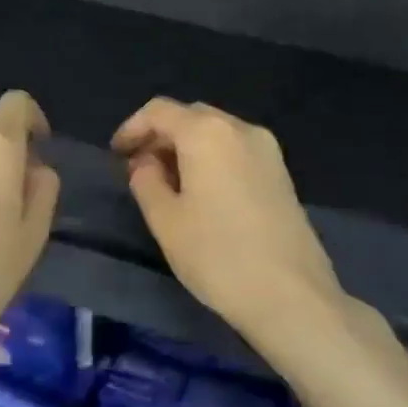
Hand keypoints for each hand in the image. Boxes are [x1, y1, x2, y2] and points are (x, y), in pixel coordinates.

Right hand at [111, 98, 343, 350]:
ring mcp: (268, 150)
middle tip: (139, 169)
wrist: (292, 295)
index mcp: (207, 133)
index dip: (132, 127)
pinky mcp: (282, 173)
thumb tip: (146, 163)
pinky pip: (236, 150)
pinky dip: (212, 159)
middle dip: (161, 136)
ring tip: (168, 184)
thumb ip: (146, 181)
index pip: (160, 111)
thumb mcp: (166, 221)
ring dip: (187, 148)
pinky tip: (202, 192)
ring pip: (216, 133)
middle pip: (191, 117)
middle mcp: (241, 129)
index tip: (115, 155)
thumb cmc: (218, 256)